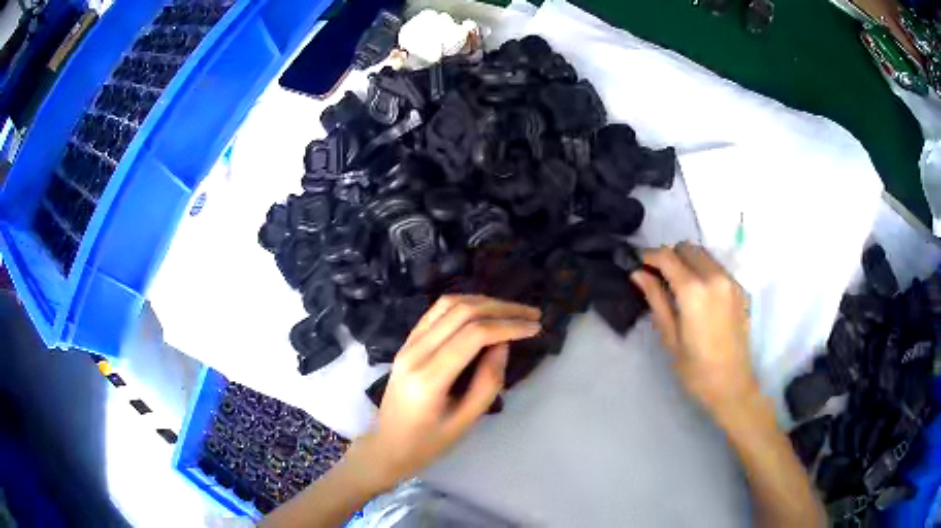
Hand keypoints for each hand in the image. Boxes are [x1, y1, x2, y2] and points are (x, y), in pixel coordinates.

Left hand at [349, 295, 541, 491]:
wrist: (388, 445)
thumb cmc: (428, 442)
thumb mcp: (465, 421)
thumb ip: (488, 381)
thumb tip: (504, 343)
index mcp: (429, 377)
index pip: (473, 335)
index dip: (508, 325)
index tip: (535, 327)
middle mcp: (415, 352)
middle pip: (462, 312)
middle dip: (501, 308)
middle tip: (531, 313)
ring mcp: (407, 344)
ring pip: (448, 304)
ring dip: (483, 301)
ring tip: (512, 310)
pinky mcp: (406, 343)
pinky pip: (436, 312)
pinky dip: (463, 305)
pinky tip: (483, 311)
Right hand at [630, 242, 757, 419]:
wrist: (733, 385)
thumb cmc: (696, 369)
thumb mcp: (670, 337)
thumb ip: (656, 299)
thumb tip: (638, 273)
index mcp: (694, 291)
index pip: (667, 257)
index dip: (648, 256)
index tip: (637, 263)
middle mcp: (715, 277)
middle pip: (687, 248)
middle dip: (669, 257)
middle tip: (657, 278)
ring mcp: (731, 281)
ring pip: (703, 254)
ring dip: (687, 261)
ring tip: (677, 286)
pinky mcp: (740, 289)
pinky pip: (717, 267)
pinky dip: (703, 270)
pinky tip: (698, 295)